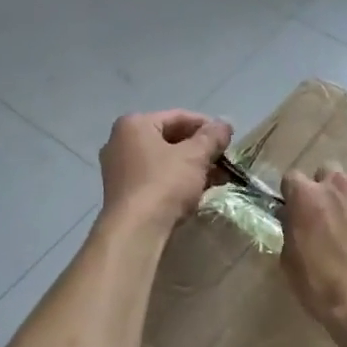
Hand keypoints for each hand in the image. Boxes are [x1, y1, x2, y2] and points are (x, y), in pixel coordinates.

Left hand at [98, 110, 233, 235]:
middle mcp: (120, 142)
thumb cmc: (164, 183)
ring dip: (191, 167)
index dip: (207, 126)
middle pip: (169, 139)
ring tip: (218, 178)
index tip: (228, 138)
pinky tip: (197, 192)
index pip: (178, 117)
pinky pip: (155, 178)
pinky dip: (176, 181)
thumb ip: (212, 137)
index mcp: (134, 124)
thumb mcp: (195, 156)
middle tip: (224, 160)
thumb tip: (225, 124)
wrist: (136, 230)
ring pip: (163, 161)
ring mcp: (118, 169)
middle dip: (200, 150)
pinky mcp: (123, 193)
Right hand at [279, 167, 346, 346]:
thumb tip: (294, 220)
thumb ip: (291, 231)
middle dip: (324, 188)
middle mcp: (339, 186)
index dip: (292, 194)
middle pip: (327, 171)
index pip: (291, 178)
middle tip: (325, 215)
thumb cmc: (323, 286)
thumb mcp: (290, 263)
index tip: (294, 211)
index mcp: (306, 197)